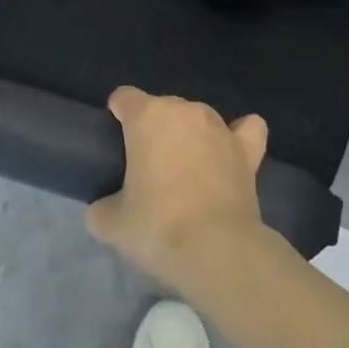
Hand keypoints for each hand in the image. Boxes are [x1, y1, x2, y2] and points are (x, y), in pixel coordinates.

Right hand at [85, 87, 268, 289]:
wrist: (216, 250)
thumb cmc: (157, 226)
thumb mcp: (111, 223)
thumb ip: (101, 207)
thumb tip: (103, 208)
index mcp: (146, 116)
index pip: (124, 97)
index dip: (117, 115)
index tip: (116, 142)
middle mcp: (183, 111)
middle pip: (162, 106)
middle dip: (154, 129)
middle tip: (149, 167)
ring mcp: (219, 127)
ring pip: (198, 117)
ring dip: (190, 134)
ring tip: (187, 169)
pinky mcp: (247, 150)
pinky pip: (247, 129)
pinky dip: (239, 134)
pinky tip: (232, 149)